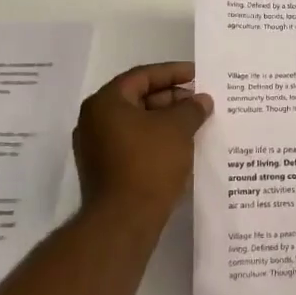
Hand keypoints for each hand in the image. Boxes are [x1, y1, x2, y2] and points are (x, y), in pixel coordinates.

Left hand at [73, 61, 211, 220]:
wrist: (123, 221)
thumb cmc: (148, 164)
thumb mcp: (177, 129)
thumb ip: (191, 109)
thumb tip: (202, 100)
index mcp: (105, 103)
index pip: (142, 76)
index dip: (173, 73)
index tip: (198, 75)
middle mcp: (93, 121)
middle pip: (137, 98)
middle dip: (171, 98)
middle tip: (199, 101)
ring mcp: (96, 147)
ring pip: (136, 123)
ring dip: (165, 120)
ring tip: (195, 122)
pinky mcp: (104, 170)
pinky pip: (133, 143)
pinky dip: (155, 139)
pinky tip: (180, 145)